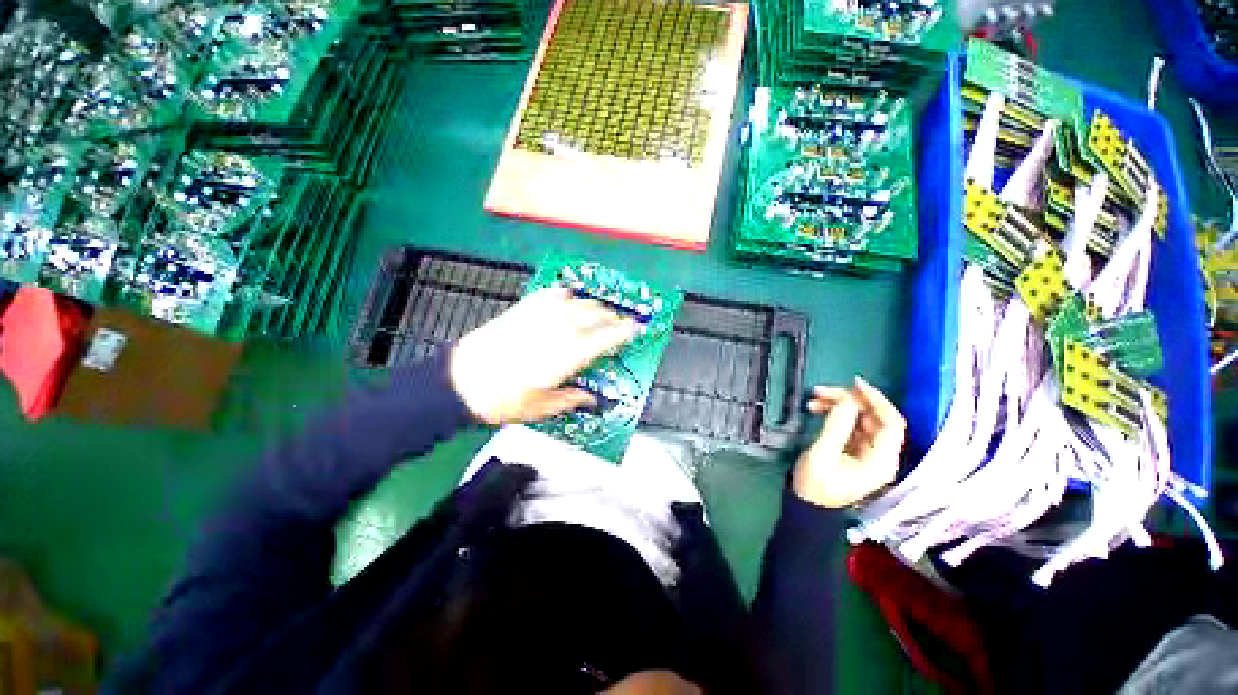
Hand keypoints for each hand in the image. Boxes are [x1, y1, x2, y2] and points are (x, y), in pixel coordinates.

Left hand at [449, 287, 638, 424]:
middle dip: (611, 317)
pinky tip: (568, 295)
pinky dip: (563, 293)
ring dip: (593, 305)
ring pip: (576, 303)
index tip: (637, 327)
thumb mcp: (542, 408)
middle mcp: (558, 331)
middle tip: (621, 322)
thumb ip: (572, 399)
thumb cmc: (503, 399)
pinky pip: (550, 294)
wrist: (460, 381)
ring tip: (600, 310)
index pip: (604, 338)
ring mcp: (540, 317)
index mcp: (567, 356)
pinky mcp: (523, 310)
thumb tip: (591, 399)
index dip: (623, 332)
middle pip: (594, 316)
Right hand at [792, 377, 904, 508]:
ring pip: (862, 418)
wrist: (807, 507)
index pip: (891, 423)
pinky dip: (836, 413)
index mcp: (881, 460)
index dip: (877, 400)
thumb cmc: (815, 485)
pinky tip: (818, 408)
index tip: (854, 384)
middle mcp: (881, 454)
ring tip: (814, 399)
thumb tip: (847, 401)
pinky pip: (852, 424)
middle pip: (875, 417)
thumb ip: (836, 427)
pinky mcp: (856, 449)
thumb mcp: (822, 455)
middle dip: (849, 400)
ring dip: (840, 405)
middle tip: (821, 391)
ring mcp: (869, 452)